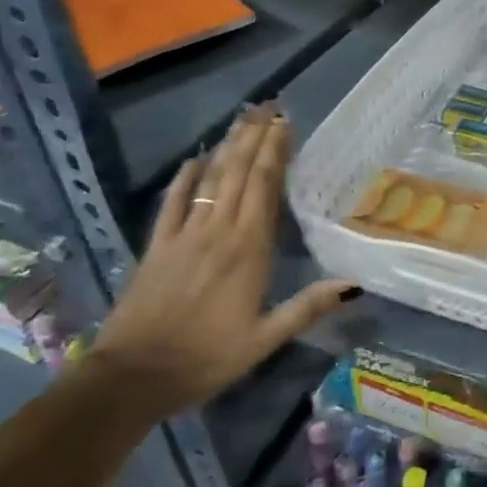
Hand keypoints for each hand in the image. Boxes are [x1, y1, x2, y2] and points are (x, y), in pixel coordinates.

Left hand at [83, 104, 356, 418]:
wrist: (131, 379)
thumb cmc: (206, 359)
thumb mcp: (265, 339)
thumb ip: (308, 307)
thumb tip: (355, 283)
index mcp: (248, 250)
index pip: (264, 189)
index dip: (275, 153)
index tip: (285, 124)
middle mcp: (218, 233)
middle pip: (238, 175)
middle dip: (254, 139)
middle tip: (268, 107)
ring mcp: (183, 237)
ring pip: (210, 181)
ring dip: (227, 148)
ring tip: (242, 120)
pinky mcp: (157, 248)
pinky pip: (172, 204)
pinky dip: (184, 178)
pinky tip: (194, 159)